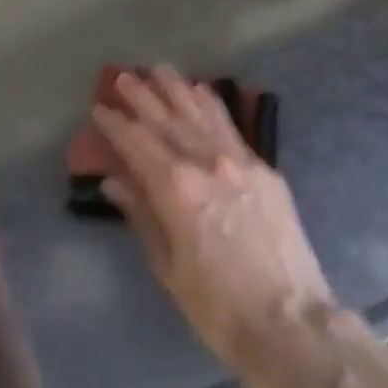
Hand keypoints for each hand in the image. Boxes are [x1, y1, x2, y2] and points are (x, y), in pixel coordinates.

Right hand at [93, 67, 338, 379]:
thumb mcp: (168, 265)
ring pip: (203, 116)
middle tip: (123, 76)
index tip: (99, 108)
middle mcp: (208, 163)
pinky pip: (232, 128)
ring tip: (160, 70)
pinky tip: (203, 92)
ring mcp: (241, 162)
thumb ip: (142, 215)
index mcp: (177, 189)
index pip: (138, 144)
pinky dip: (214, 107)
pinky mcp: (266, 169)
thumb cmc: (216, 305)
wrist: (288, 317)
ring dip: (179, 90)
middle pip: (169, 121)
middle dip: (144, 97)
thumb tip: (116, 180)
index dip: (116, 125)